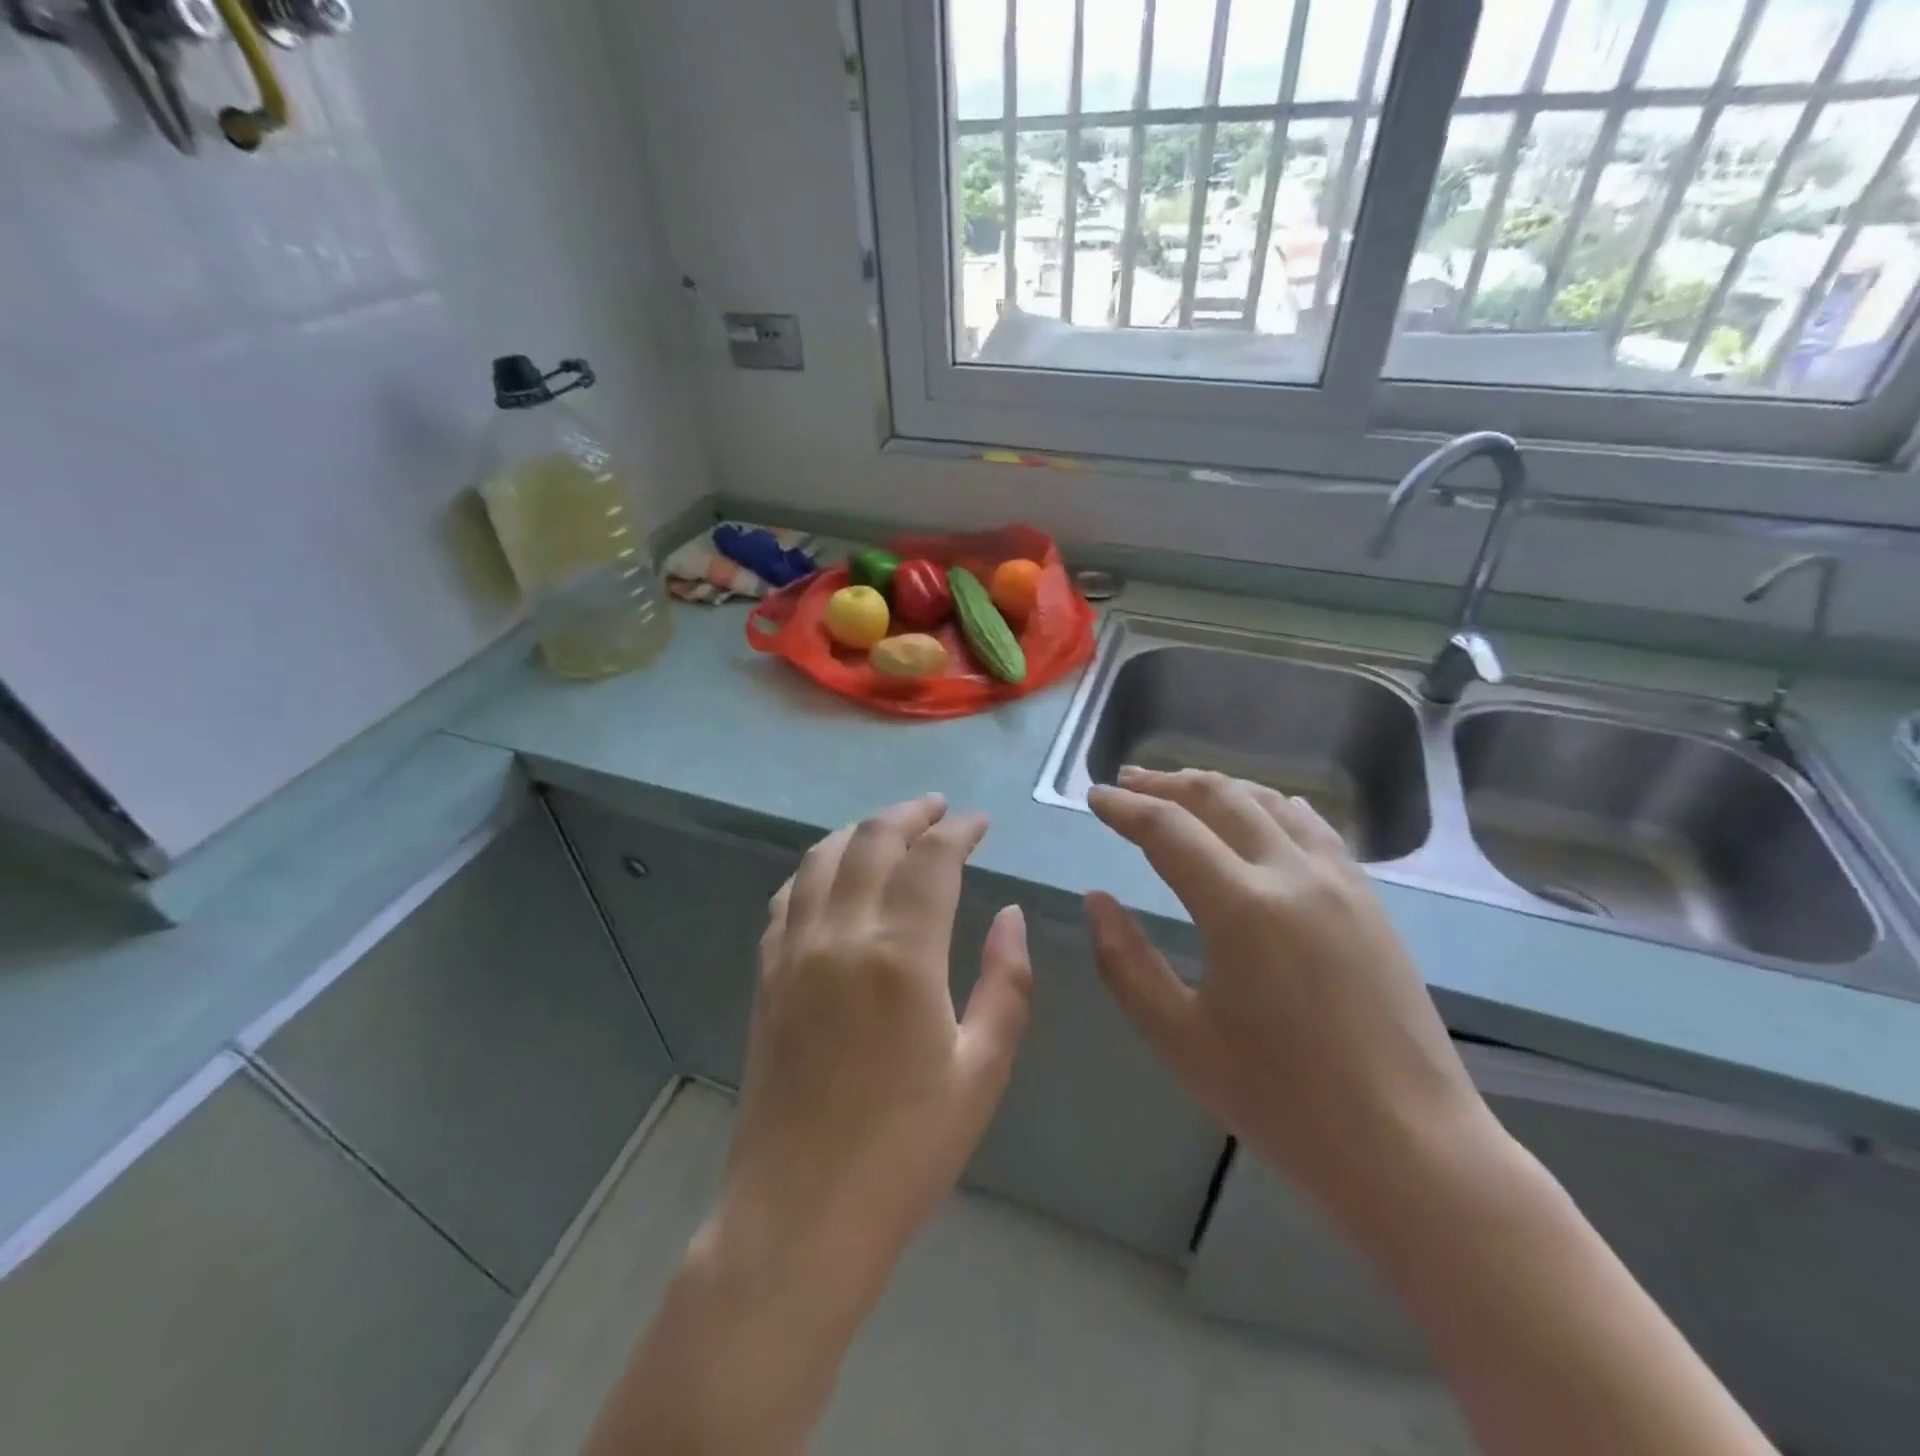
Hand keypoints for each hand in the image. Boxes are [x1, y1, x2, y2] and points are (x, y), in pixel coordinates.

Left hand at [715, 793, 1032, 1309]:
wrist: (801, 1214)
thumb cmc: (906, 1149)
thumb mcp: (982, 1070)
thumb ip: (1006, 982)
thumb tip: (1010, 915)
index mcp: (900, 955)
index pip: (931, 859)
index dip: (959, 829)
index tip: (980, 822)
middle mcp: (840, 936)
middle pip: (871, 840)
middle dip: (909, 813)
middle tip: (939, 810)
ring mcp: (794, 952)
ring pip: (821, 858)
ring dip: (860, 830)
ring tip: (890, 828)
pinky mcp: (767, 976)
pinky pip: (787, 897)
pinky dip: (816, 868)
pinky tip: (832, 875)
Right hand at [1085, 767, 1493, 1225]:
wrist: (1410, 1148)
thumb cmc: (1281, 1102)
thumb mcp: (1178, 1039)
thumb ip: (1124, 962)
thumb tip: (1096, 900)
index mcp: (1242, 909)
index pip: (1168, 829)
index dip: (1124, 808)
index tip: (1094, 797)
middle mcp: (1293, 875)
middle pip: (1219, 797)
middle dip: (1165, 783)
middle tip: (1127, 783)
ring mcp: (1339, 881)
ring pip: (1268, 801)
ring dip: (1216, 787)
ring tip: (1179, 791)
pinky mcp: (1367, 898)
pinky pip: (1310, 825)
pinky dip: (1267, 805)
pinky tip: (1256, 814)